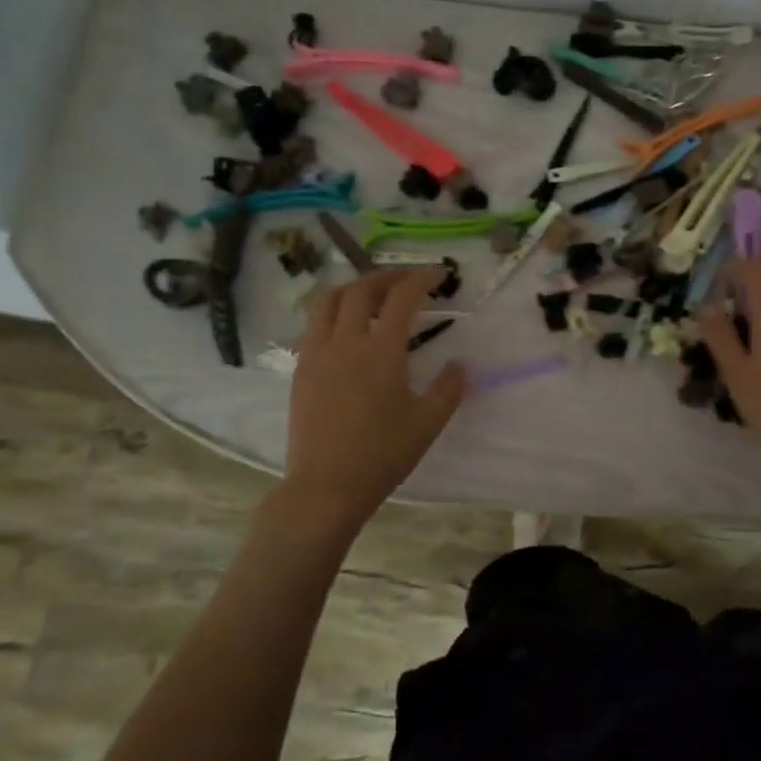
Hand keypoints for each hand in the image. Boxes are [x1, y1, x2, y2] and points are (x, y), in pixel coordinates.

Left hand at [280, 268, 466, 528]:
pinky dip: (333, 311)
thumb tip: (459, 364)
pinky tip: (345, 327)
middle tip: (407, 280)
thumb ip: (449, 389)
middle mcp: (346, 341)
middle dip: (388, 276)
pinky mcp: (301, 369)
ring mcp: (317, 353)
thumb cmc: (382, 455)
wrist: (326, 487)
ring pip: (329, 300)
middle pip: (363, 289)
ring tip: (372, 294)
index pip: (402, 297)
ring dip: (354, 287)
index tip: (439, 273)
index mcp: (381, 351)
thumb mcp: (427, 423)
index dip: (422, 278)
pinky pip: (314, 324)